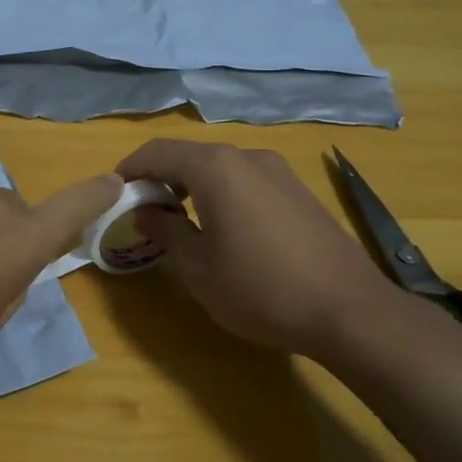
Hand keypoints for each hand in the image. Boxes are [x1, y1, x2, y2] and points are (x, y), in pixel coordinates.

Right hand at [118, 140, 404, 361]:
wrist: (349, 310)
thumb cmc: (260, 289)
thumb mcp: (198, 268)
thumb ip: (165, 232)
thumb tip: (145, 212)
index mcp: (216, 168)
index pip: (157, 152)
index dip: (129, 169)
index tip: (112, 195)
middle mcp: (246, 157)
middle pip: (189, 156)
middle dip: (159, 179)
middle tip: (143, 214)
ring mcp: (278, 171)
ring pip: (219, 168)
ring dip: (191, 187)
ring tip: (180, 224)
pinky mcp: (298, 191)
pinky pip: (245, 181)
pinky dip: (221, 194)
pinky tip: (223, 229)